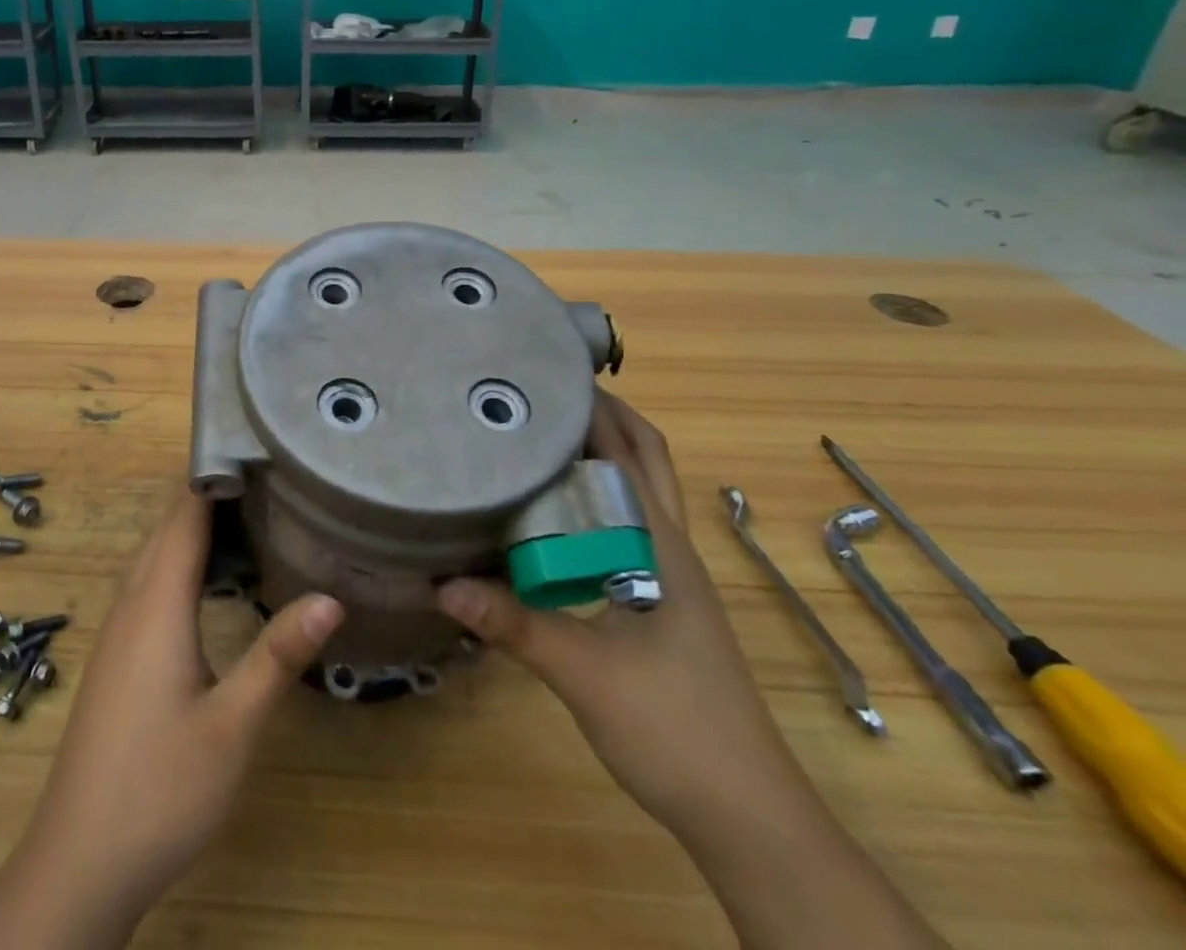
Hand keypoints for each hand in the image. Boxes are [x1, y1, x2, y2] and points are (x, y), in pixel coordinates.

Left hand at [0, 494, 343, 949]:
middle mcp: (131, 604)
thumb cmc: (159, 787)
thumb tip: (331, 597)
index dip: (213, 477)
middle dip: (208, 498)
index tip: (254, 449)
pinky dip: (178, 564)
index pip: (184, 517)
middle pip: (166, 529)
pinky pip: (147, 585)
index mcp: (156, 604)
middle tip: (265, 482)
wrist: (80, 860)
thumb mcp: (233, 725)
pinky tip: (207, 586)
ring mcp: (117, 632)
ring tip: (246, 521)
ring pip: (153, 557)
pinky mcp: (115, 657)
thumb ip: (278, 656)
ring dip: (191, 531)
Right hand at [436, 392, 817, 835]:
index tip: (547, 372)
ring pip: (636, 494)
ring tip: (538, 435)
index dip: (598, 406)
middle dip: (603, 417)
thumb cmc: (675, 728)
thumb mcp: (583, 672)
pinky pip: (624, 530)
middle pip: (644, 460)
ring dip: (601, 455)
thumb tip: (441, 581)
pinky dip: (594, 502)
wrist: (745, 814)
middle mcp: (669, 549)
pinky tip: (551, 514)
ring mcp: (669, 577)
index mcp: (660, 546)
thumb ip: (514, 624)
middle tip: (541, 392)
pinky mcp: (658, 603)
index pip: (633, 452)